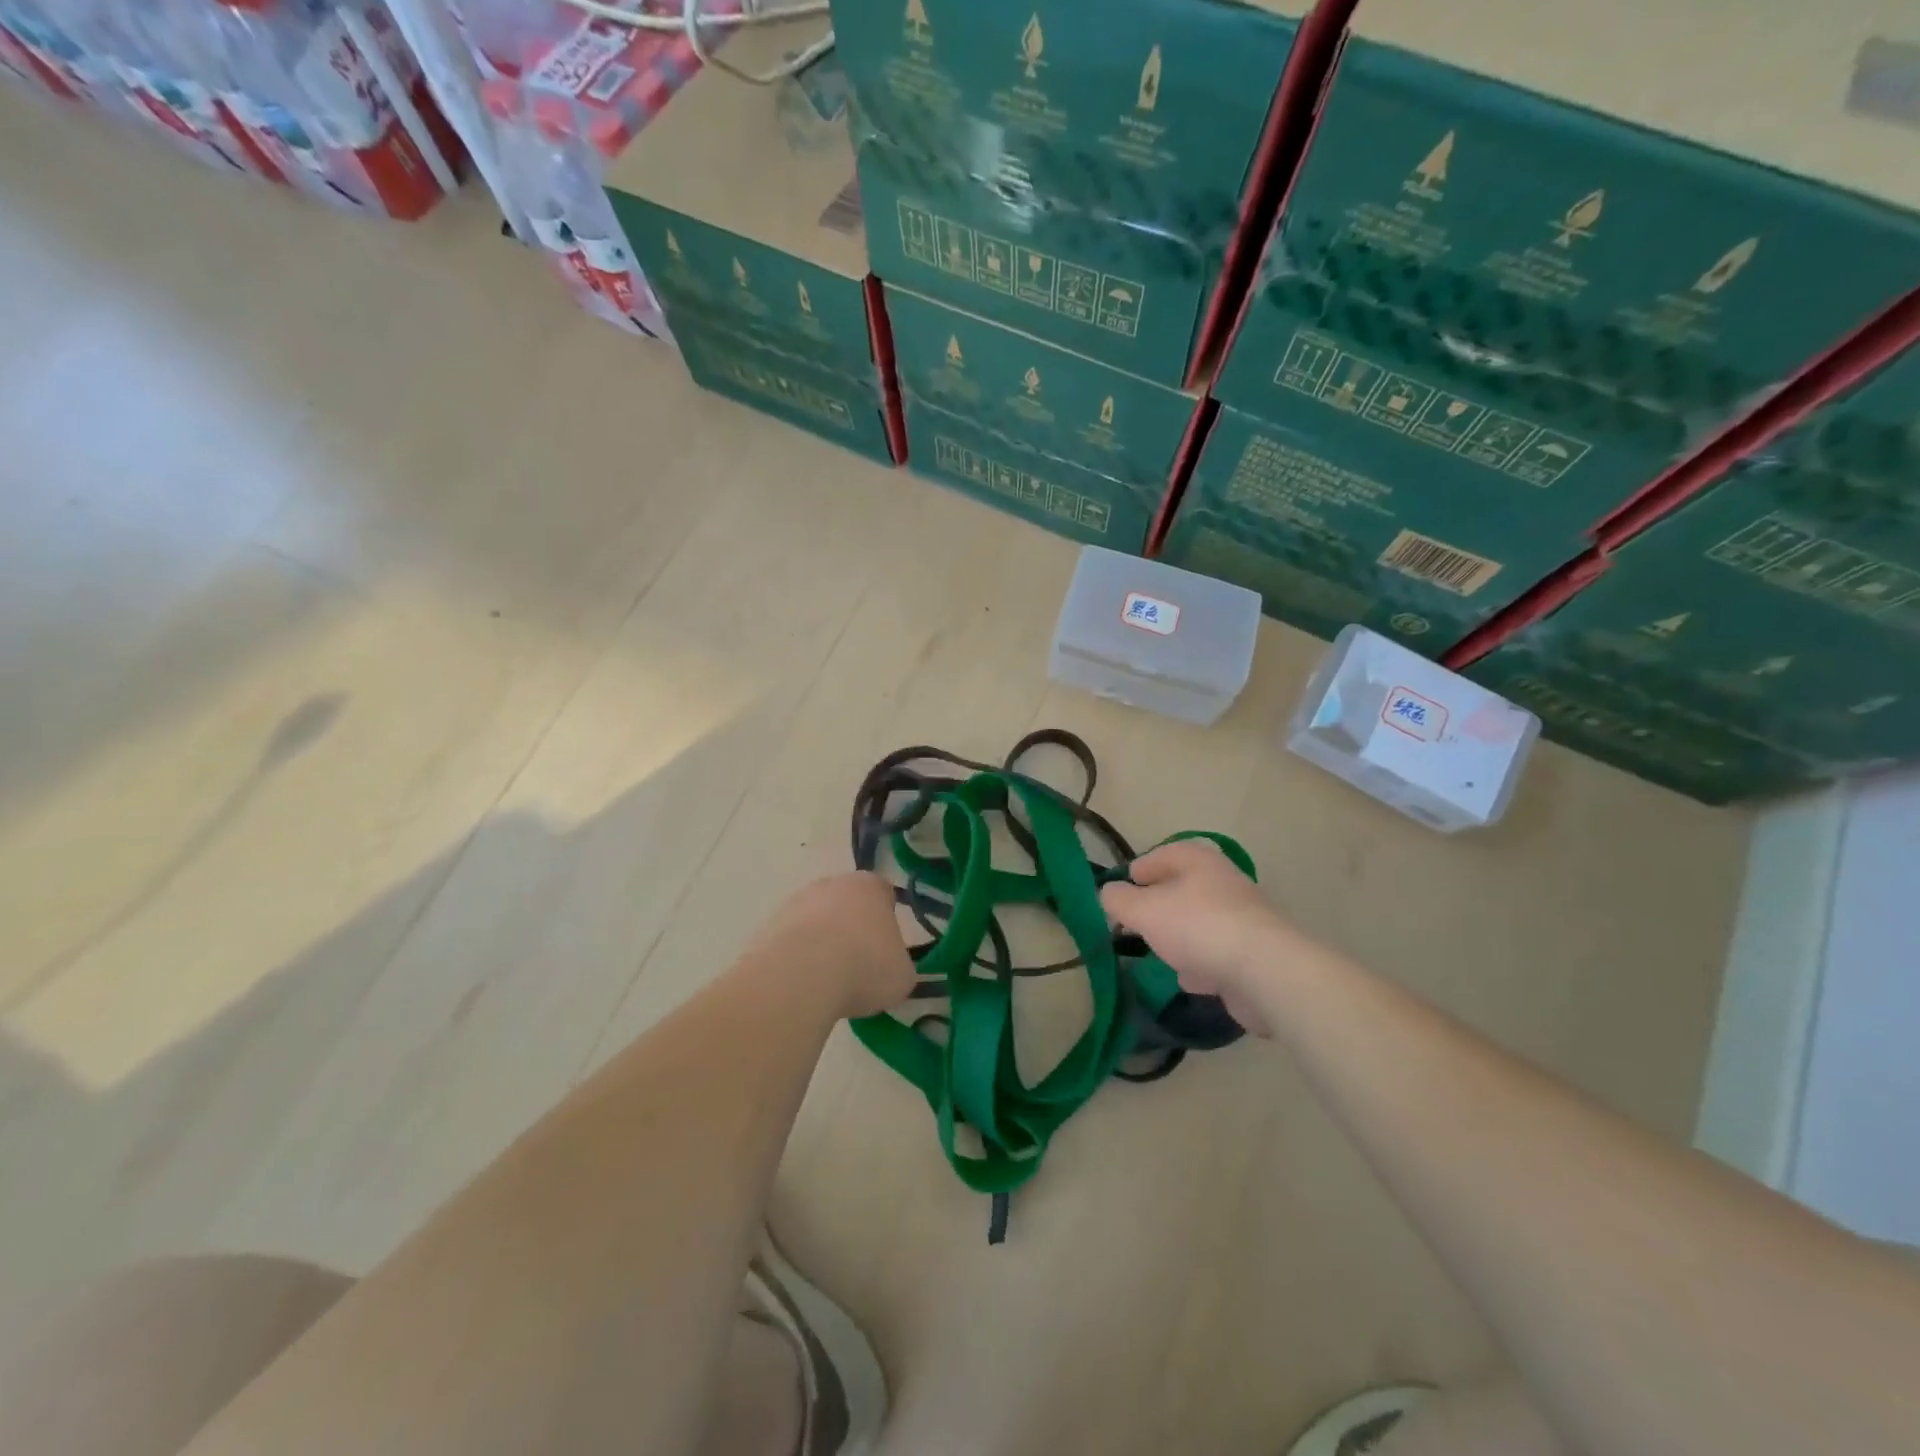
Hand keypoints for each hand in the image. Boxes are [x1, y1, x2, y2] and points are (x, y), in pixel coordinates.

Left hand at [753, 872, 915, 1020]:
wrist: (800, 976)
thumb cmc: (864, 966)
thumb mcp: (902, 976)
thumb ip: (899, 966)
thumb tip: (889, 970)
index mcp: (870, 886)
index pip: (884, 894)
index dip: (886, 920)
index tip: (886, 949)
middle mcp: (832, 884)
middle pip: (846, 904)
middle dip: (851, 930)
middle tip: (858, 966)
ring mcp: (795, 902)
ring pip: (816, 922)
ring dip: (821, 944)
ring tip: (827, 983)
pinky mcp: (768, 926)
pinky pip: (791, 942)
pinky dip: (797, 960)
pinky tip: (802, 985)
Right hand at [1100, 840, 1296, 1033]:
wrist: (1265, 972)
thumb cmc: (1197, 927)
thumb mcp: (1143, 910)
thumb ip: (1118, 900)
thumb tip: (1108, 893)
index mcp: (1199, 861)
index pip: (1162, 854)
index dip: (1139, 870)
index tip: (1121, 890)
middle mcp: (1224, 882)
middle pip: (1182, 890)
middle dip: (1158, 908)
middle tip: (1135, 924)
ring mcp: (1243, 918)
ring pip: (1200, 923)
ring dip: (1181, 938)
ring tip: (1160, 954)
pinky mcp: (1255, 953)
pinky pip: (1218, 953)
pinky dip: (1203, 964)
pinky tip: (1191, 980)